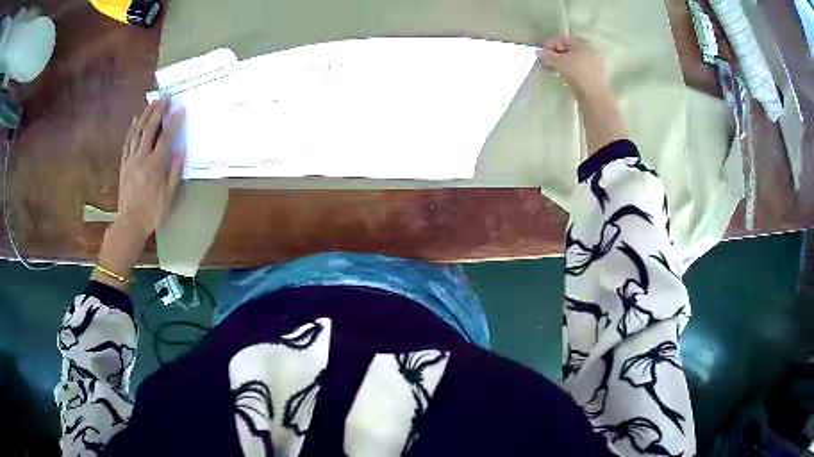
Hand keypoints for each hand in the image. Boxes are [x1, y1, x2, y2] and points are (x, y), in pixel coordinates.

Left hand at [116, 97, 184, 241]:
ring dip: (145, 115)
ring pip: (137, 131)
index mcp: (155, 165)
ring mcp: (131, 160)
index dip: (174, 122)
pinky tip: (136, 119)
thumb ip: (175, 172)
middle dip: (158, 111)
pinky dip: (132, 128)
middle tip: (166, 97)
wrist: (129, 223)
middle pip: (150, 128)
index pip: (166, 138)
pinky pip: (128, 142)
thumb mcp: (169, 196)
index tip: (181, 109)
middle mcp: (142, 158)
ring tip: (153, 102)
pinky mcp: (124, 164)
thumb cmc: (152, 212)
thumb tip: (181, 151)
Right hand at [537, 36, 606, 93]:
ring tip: (555, 69)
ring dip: (564, 62)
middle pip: (570, 49)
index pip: (563, 39)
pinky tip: (566, 75)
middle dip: (557, 54)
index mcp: (582, 42)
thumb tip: (538, 52)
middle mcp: (590, 50)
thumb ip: (547, 55)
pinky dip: (572, 69)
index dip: (551, 44)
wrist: (593, 94)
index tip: (542, 52)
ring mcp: (595, 62)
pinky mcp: (596, 74)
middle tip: (547, 61)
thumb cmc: (576, 72)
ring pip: (575, 59)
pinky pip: (580, 67)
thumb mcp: (559, 62)